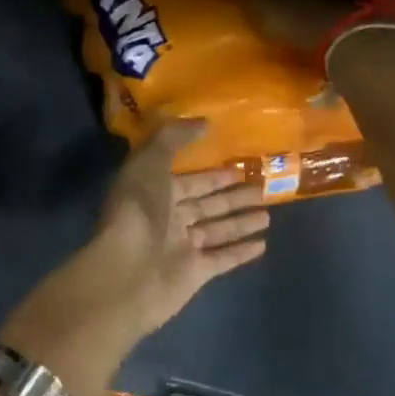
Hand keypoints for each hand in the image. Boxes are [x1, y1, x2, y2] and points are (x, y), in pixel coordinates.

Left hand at [88, 120, 269, 334]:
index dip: (211, 174)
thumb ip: (173, 137)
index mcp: (152, 192)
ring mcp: (180, 248)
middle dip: (231, 196)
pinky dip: (240, 251)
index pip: (187, 180)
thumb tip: (202, 122)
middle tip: (263, 187)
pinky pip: (222, 258)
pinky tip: (263, 244)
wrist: (127, 272)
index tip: (239, 166)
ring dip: (240, 222)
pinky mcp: (194, 274)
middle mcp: (166, 219)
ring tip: (268, 214)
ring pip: (216, 230)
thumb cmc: (138, 211)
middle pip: (205, 205)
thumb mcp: (150, 162)